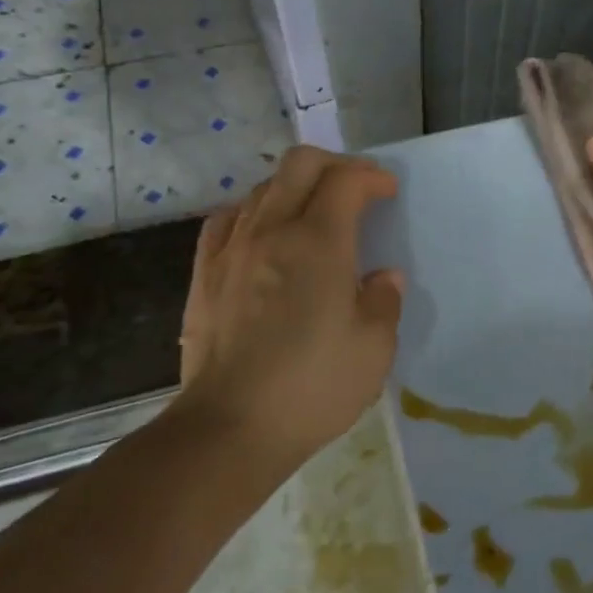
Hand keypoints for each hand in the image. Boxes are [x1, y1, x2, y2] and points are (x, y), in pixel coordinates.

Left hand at [174, 146, 403, 474]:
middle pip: (300, 164)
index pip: (346, 180)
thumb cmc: (313, 385)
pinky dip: (253, 212)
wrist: (231, 427)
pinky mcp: (204, 274)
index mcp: (319, 242)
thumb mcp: (374, 347)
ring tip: (314, 213)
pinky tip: (262, 234)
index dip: (372, 176)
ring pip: (263, 188)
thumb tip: (381, 277)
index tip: (388, 193)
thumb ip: (384, 301)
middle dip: (335, 164)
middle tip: (356, 189)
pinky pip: (227, 220)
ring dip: (296, 187)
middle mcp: (272, 230)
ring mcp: (232, 249)